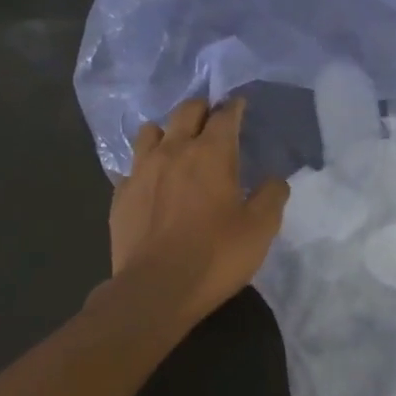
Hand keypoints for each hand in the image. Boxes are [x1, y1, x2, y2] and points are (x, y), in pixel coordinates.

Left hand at [108, 98, 289, 326]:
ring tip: (176, 146)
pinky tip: (151, 182)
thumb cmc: (215, 256)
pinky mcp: (120, 194)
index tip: (240, 106)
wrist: (155, 289)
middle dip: (202, 109)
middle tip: (211, 120)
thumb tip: (274, 179)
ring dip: (167, 131)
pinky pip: (132, 166)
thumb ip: (271, 196)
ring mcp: (141, 170)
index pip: (225, 115)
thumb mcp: (260, 230)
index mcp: (211, 153)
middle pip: (185, 111)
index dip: (235, 107)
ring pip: (150, 130)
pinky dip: (145, 166)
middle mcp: (173, 150)